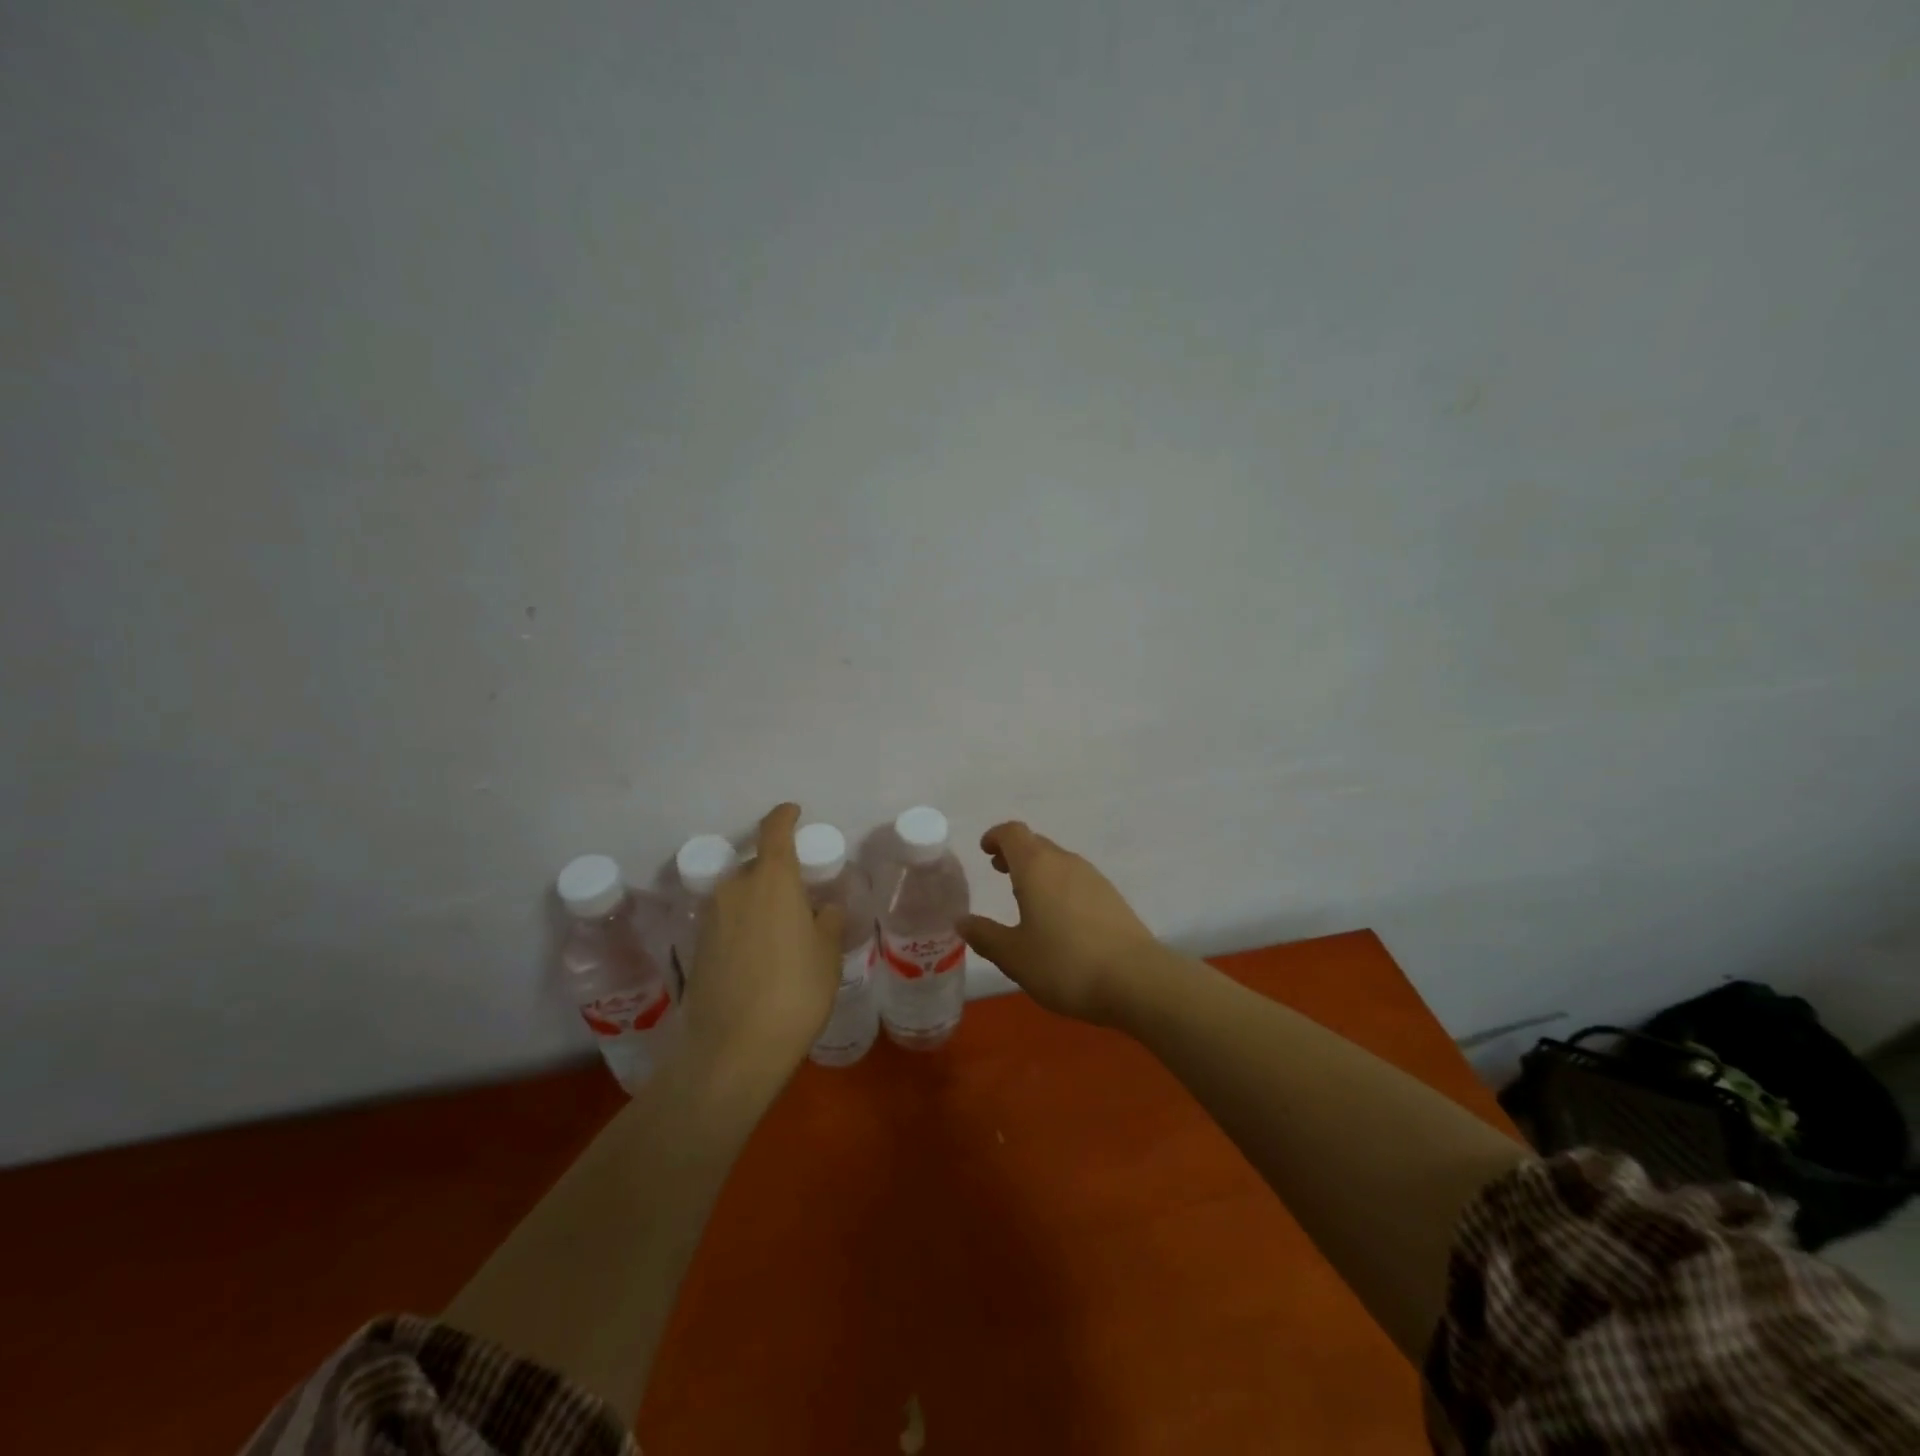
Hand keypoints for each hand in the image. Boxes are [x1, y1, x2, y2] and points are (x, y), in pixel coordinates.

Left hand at [679, 803, 843, 1093]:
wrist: (733, 1048)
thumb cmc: (795, 992)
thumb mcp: (826, 956)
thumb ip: (826, 923)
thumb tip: (821, 910)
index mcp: (772, 880)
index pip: (775, 830)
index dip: (784, 816)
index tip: (794, 811)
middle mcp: (736, 888)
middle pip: (757, 867)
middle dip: (777, 875)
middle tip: (800, 900)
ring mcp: (712, 917)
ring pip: (740, 896)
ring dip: (760, 903)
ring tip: (782, 935)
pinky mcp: (698, 947)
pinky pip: (728, 921)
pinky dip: (744, 927)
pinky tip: (761, 957)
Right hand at [959, 822, 1166, 1025]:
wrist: (1137, 980)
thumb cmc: (1065, 964)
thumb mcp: (1014, 956)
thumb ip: (985, 935)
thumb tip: (962, 920)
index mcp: (1037, 867)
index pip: (1013, 833)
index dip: (996, 837)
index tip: (985, 851)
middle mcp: (1066, 862)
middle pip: (1036, 844)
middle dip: (1015, 854)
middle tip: (999, 873)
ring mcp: (1094, 878)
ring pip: (1058, 862)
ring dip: (1038, 871)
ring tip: (1026, 899)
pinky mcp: (1112, 898)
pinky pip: (1077, 880)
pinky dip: (1059, 887)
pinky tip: (1059, 919)